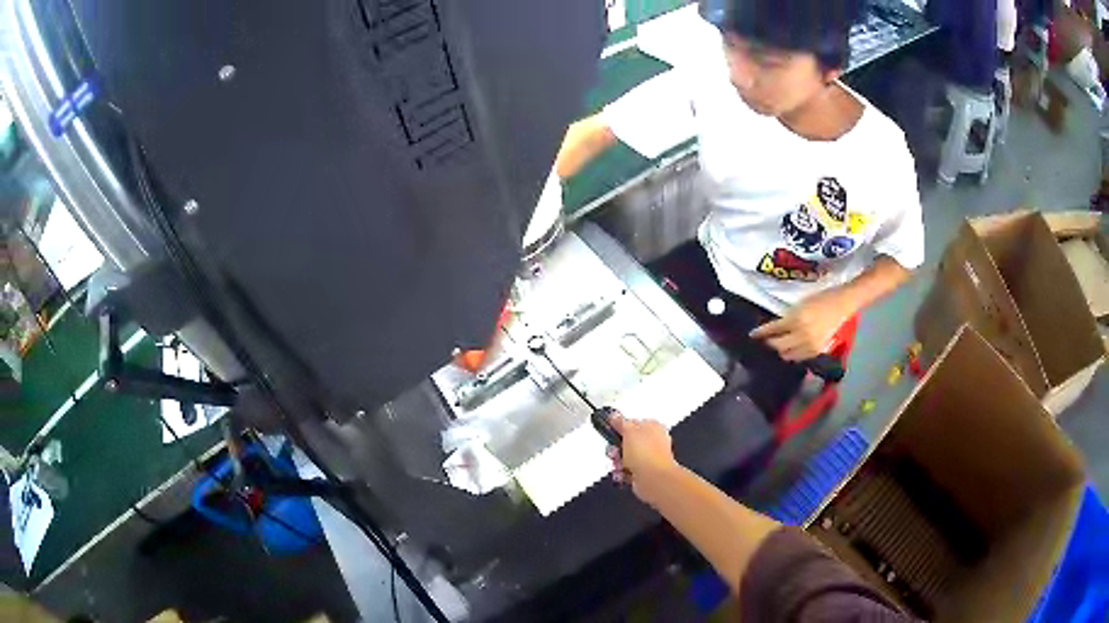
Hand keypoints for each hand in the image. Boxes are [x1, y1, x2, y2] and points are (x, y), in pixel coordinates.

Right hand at [606, 414, 677, 503]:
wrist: (653, 478)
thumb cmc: (648, 454)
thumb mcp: (629, 430)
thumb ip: (620, 422)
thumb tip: (614, 416)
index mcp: (653, 426)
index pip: (632, 423)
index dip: (620, 428)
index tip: (610, 431)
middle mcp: (652, 442)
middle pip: (626, 442)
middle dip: (616, 448)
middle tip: (615, 451)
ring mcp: (648, 458)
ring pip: (625, 457)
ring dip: (617, 461)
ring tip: (619, 464)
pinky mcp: (643, 472)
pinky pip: (627, 470)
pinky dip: (622, 472)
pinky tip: (622, 472)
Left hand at [750, 289, 853, 361]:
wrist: (842, 304)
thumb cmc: (821, 298)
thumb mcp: (800, 304)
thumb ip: (788, 316)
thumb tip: (774, 327)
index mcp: (797, 318)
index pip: (774, 329)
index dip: (761, 333)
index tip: (752, 335)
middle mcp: (802, 334)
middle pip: (778, 345)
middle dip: (770, 343)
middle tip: (767, 340)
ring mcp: (810, 345)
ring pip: (787, 354)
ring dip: (781, 350)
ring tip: (778, 345)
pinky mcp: (817, 351)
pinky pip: (799, 357)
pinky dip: (793, 354)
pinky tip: (791, 349)